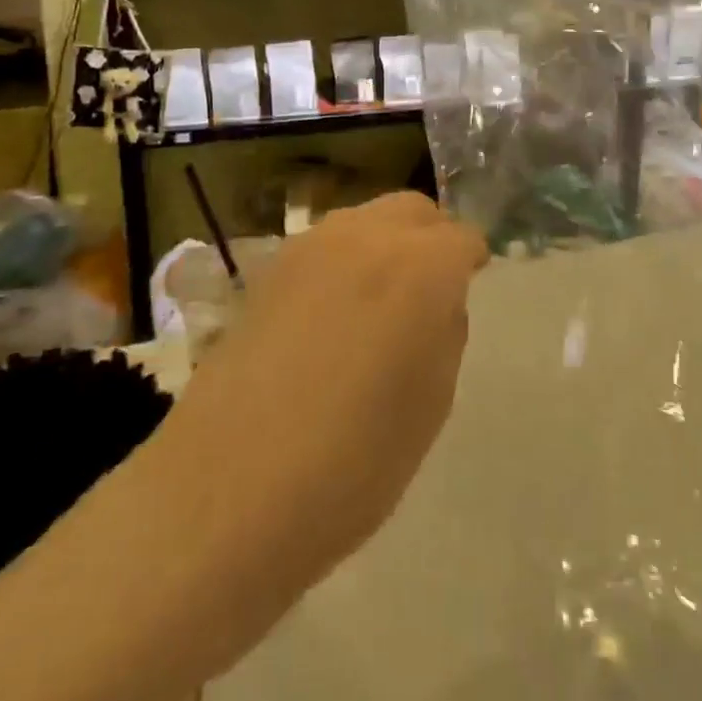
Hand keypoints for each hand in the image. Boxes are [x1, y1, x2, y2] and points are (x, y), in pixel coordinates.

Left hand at [159, 192, 488, 600]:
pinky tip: (333, 313)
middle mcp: (366, 237)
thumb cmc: (355, 460)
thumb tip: (438, 301)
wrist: (230, 489)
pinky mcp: (269, 270)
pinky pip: (325, 246)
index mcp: (421, 266)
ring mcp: (310, 247)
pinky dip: (344, 261)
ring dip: (386, 244)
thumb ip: (445, 331)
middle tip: (432, 289)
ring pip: (366, 221)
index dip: (471, 263)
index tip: (470, 287)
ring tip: (381, 301)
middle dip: (432, 238)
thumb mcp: (432, 402)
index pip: (462, 238)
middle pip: (413, 211)